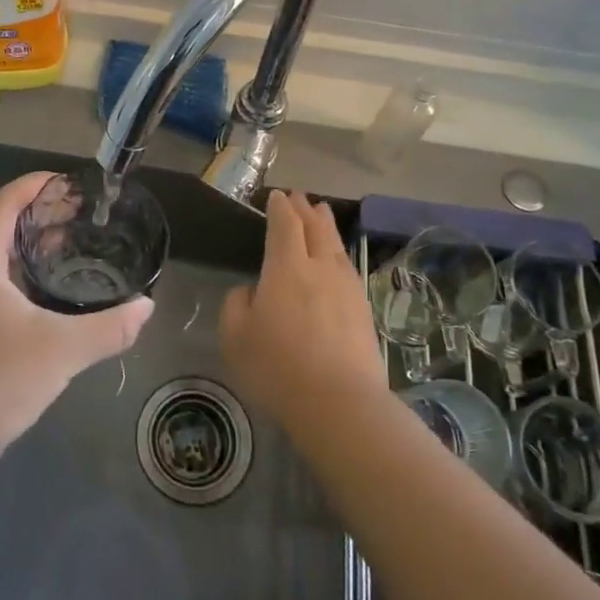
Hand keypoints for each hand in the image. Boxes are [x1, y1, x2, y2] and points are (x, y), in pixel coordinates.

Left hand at [0, 172, 152, 459]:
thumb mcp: (62, 349)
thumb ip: (109, 327)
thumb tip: (147, 307)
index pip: (4, 203)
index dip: (33, 184)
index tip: (68, 181)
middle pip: (3, 226)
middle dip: (41, 213)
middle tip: (82, 213)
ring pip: (3, 258)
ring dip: (35, 245)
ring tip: (76, 245)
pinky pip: (2, 284)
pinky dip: (30, 274)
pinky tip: (57, 296)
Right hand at [220, 191, 388, 434]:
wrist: (339, 403)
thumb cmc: (277, 367)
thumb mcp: (236, 336)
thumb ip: (237, 304)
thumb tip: (251, 291)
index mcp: (286, 267)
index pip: (285, 225)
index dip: (280, 208)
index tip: (276, 196)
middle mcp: (320, 268)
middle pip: (315, 228)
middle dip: (305, 210)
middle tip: (299, 197)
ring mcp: (347, 288)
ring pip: (335, 246)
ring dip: (326, 226)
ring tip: (322, 214)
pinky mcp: (363, 310)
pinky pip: (348, 268)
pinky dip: (338, 254)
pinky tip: (337, 260)